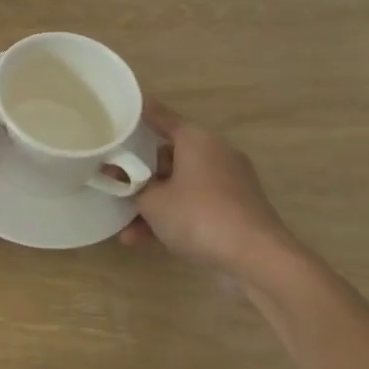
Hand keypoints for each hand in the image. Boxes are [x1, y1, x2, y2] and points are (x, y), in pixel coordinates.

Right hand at [120, 102, 302, 283]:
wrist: (257, 259)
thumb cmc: (199, 216)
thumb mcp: (153, 202)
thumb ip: (132, 188)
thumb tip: (125, 181)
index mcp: (196, 140)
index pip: (160, 117)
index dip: (137, 114)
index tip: (119, 109)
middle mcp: (214, 154)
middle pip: (167, 155)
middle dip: (138, 172)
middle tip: (111, 179)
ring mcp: (227, 184)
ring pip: (178, 185)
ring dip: (151, 203)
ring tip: (122, 223)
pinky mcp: (234, 210)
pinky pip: (193, 206)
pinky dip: (170, 218)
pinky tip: (141, 240)